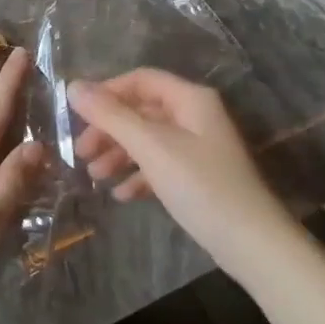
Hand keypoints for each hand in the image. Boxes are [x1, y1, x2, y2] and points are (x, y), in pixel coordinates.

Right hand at [69, 69, 295, 273]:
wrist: (251, 243)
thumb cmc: (200, 185)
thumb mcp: (151, 147)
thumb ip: (110, 115)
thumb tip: (73, 86)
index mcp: (190, 99)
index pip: (140, 80)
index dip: (106, 92)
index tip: (76, 116)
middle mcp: (195, 116)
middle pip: (141, 111)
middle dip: (108, 130)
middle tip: (80, 153)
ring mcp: (198, 148)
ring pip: (148, 140)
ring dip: (119, 154)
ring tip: (95, 176)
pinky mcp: (198, 177)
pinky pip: (160, 166)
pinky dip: (138, 176)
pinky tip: (122, 195)